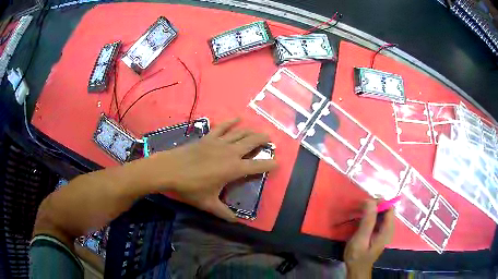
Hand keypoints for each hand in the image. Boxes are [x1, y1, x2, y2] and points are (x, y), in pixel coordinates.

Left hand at [147, 119, 276, 221]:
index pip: (257, 165)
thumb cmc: (190, 187)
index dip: (269, 164)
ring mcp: (219, 142)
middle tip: (271, 140)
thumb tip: (236, 222)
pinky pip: (222, 127)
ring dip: (251, 131)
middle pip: (252, 142)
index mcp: (233, 169)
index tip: (277, 163)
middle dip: (263, 140)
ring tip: (259, 131)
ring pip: (240, 133)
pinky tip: (237, 118)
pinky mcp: (208, 137)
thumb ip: (223, 213)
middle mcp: (230, 152)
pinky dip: (231, 122)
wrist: (170, 169)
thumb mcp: (208, 204)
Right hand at [343, 200, 394, 278]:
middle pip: (386, 210)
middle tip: (360, 208)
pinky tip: (361, 220)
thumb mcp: (361, 238)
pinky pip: (377, 220)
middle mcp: (389, 228)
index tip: (365, 203)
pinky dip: (370, 217)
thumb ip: (368, 220)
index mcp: (387, 230)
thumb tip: (371, 200)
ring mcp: (384, 231)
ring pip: (381, 214)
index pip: (389, 208)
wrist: (357, 269)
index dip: (379, 202)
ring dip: (371, 211)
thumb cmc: (358, 256)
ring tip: (358, 213)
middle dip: (373, 206)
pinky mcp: (379, 233)